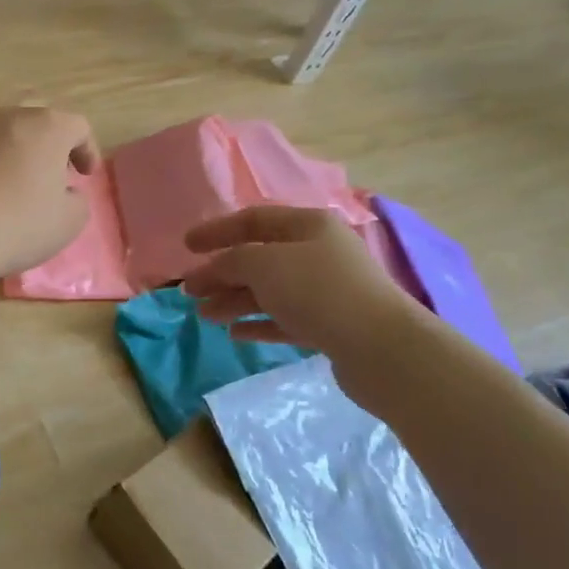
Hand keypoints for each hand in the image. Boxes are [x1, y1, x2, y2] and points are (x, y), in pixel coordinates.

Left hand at [0, 106, 101, 283]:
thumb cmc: (16, 225)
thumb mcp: (68, 223)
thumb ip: (77, 201)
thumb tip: (65, 192)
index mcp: (46, 128)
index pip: (77, 127)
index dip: (86, 150)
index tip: (84, 176)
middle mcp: (6, 117)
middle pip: (35, 125)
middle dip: (46, 150)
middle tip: (47, 181)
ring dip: (9, 156)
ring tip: (6, 189)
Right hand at [180, 206, 411, 377]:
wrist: (381, 348)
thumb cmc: (319, 291)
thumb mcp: (265, 264)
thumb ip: (231, 260)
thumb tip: (212, 269)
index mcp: (308, 225)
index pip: (253, 219)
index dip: (216, 231)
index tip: (186, 246)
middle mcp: (318, 253)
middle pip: (259, 258)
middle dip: (222, 273)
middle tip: (190, 291)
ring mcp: (326, 291)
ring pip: (269, 291)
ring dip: (234, 300)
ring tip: (204, 315)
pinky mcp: (330, 326)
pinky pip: (285, 319)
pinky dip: (259, 322)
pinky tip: (235, 333)